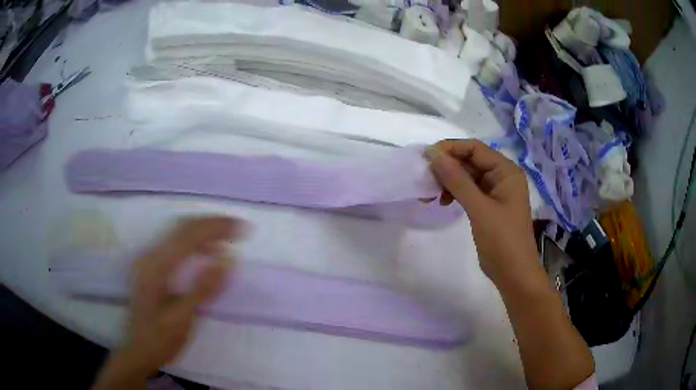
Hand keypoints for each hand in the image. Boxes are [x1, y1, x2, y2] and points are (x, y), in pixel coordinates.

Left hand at [93, 216, 242, 389]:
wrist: (138, 350)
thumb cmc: (161, 339)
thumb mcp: (183, 318)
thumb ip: (203, 288)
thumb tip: (228, 258)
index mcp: (157, 266)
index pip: (189, 234)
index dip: (217, 227)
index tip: (242, 228)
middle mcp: (150, 255)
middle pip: (182, 226)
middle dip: (212, 224)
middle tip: (238, 229)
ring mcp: (148, 259)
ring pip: (178, 232)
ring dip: (203, 231)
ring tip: (227, 239)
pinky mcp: (150, 266)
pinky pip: (175, 244)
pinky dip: (194, 242)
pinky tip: (206, 254)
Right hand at [425, 140, 538, 282]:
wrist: (514, 274)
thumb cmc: (502, 240)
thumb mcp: (479, 208)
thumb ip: (457, 180)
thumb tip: (433, 154)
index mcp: (506, 171)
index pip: (475, 148)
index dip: (450, 148)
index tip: (426, 158)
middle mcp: (502, 176)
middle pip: (470, 161)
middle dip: (447, 168)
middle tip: (425, 180)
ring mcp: (495, 191)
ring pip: (467, 176)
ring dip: (448, 182)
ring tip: (431, 196)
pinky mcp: (488, 205)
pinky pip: (468, 191)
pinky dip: (454, 194)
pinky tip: (443, 202)